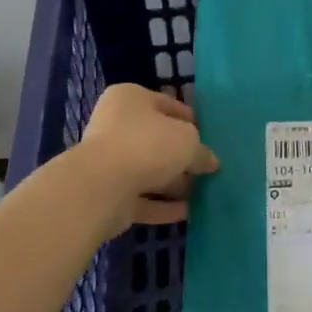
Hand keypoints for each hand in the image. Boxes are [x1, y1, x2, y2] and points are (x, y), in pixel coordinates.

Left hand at [74, 85, 218, 236]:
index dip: (190, 121)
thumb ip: (202, 151)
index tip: (208, 137)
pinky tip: (186, 213)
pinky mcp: (107, 194)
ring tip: (202, 194)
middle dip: (181, 156)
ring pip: (148, 171)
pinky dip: (162, 206)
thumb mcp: (188, 140)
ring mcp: (109, 161)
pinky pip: (141, 198)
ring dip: (173, 183)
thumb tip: (210, 162)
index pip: (167, 104)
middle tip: (206, 168)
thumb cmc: (148, 145)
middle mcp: (116, 126)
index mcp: (130, 99)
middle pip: (156, 140)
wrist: (101, 187)